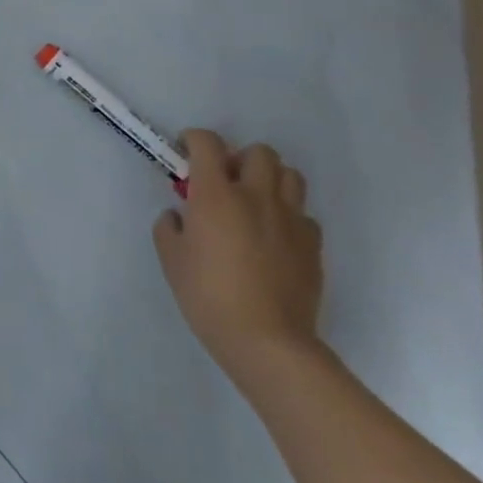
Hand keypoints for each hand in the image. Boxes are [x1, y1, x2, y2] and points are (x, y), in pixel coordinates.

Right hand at [153, 129, 323, 383]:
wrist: (268, 342)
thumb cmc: (209, 296)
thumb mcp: (171, 259)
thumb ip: (170, 227)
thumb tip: (179, 216)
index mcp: (216, 193)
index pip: (207, 143)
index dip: (194, 140)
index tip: (185, 152)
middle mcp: (256, 195)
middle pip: (258, 152)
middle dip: (240, 159)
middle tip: (225, 182)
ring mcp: (290, 219)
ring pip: (289, 175)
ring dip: (270, 180)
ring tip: (255, 203)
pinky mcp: (313, 245)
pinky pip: (303, 214)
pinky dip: (288, 216)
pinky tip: (275, 238)